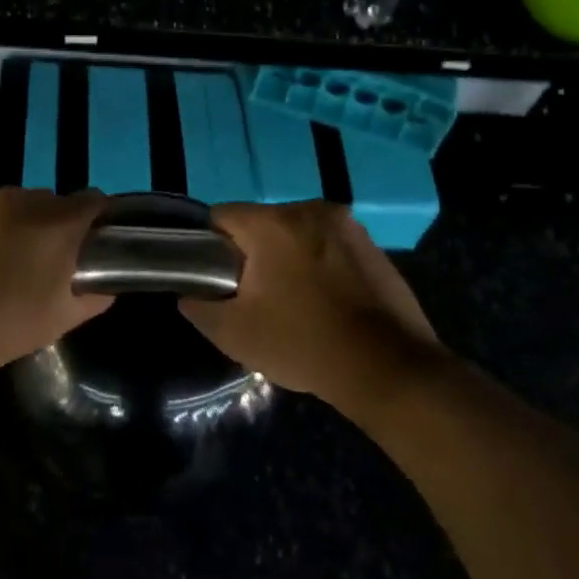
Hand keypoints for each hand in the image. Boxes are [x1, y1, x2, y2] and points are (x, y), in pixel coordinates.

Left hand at [0, 188, 111, 392]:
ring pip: (5, 206)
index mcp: (53, 223)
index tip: (89, 247)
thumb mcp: (54, 324)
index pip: (93, 202)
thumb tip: (103, 284)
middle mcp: (15, 198)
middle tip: (37, 266)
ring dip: (8, 228)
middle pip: (47, 203)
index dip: (96, 223)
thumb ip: (91, 296)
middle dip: (49, 228)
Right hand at [181, 201, 440, 407]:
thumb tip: (190, 294)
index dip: (208, 246)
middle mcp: (311, 210)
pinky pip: (327, 245)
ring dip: (286, 257)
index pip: (221, 217)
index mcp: (273, 223)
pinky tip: (323, 301)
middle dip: (250, 253)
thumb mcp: (234, 334)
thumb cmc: (303, 344)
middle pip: (261, 222)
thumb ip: (199, 306)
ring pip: (296, 233)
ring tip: (290, 300)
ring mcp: (348, 225)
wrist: (388, 368)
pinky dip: (318, 264)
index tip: (213, 279)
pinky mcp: (372, 245)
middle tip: (250, 295)